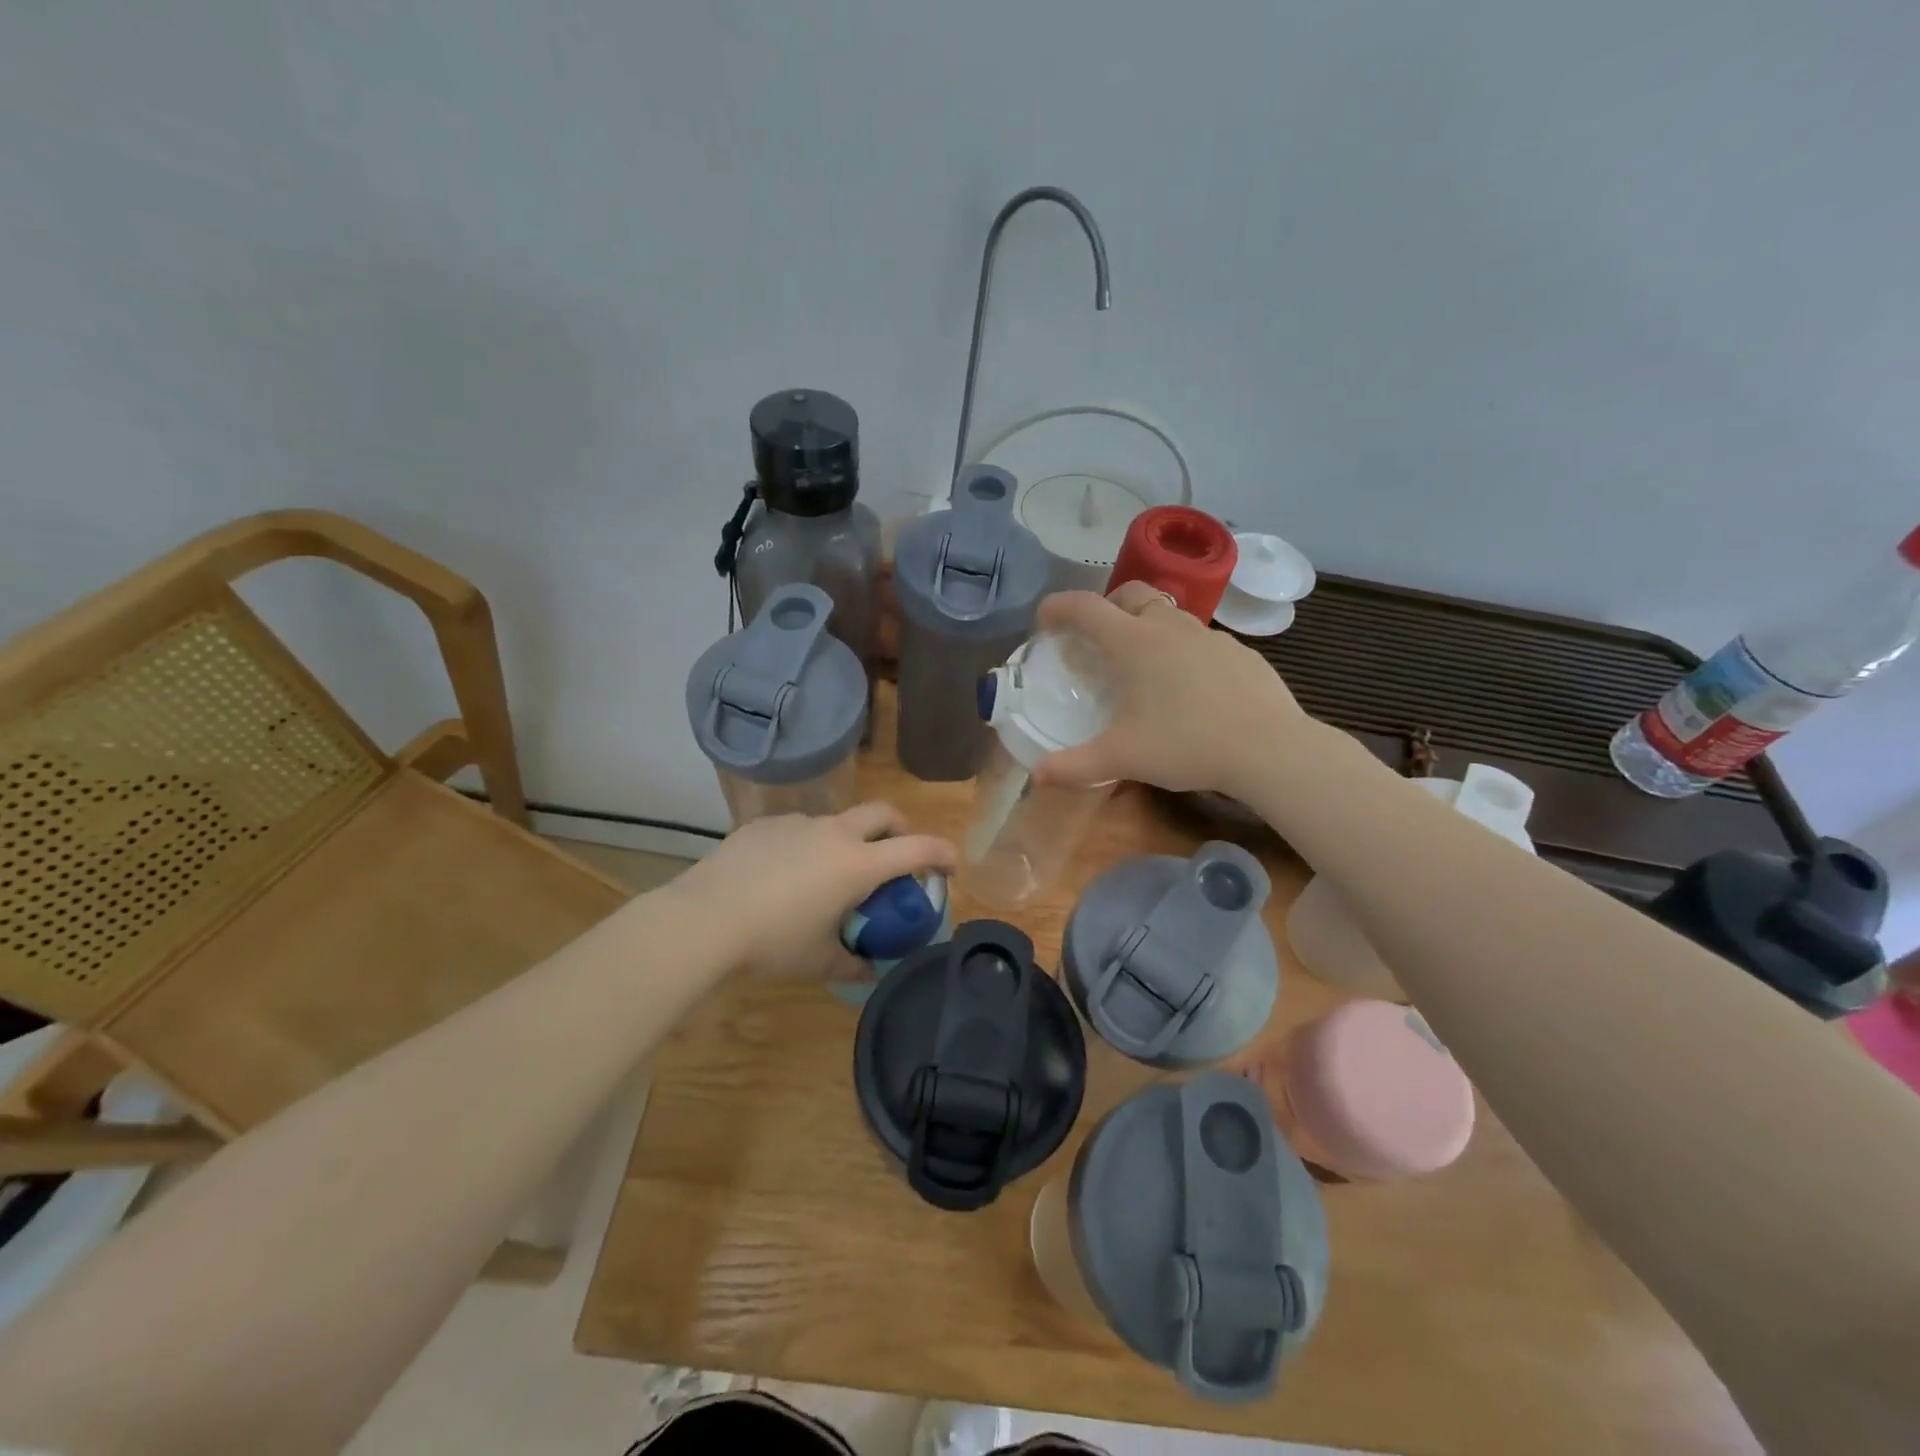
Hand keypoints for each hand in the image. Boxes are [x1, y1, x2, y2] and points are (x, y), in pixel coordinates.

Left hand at [674, 803, 954, 979]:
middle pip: (883, 813)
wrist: (704, 919)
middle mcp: (834, 833)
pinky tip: (782, 876)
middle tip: (897, 854)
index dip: (942, 853)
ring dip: (847, 841)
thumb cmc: (773, 942)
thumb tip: (870, 970)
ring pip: (837, 822)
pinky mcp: (764, 825)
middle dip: (900, 828)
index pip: (916, 848)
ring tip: (827, 877)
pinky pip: (798, 830)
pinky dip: (806, 846)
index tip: (951, 865)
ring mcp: (797, 823)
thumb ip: (852, 964)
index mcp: (857, 864)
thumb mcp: (818, 961)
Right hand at [1032, 584, 1318, 798]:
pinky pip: (1202, 640)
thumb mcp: (1122, 758)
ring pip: (1170, 614)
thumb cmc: (1185, 745)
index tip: (1045, 621)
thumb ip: (1075, 765)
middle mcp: (1169, 627)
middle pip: (1131, 593)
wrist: (1269, 748)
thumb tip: (1037, 775)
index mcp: (1133, 642)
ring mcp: (1209, 636)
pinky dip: (1184, 651)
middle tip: (1097, 637)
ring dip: (1147, 626)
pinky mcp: (1240, 652)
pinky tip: (1190, 687)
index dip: (1058, 607)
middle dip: (1107, 606)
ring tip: (1143, 665)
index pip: (1084, 608)